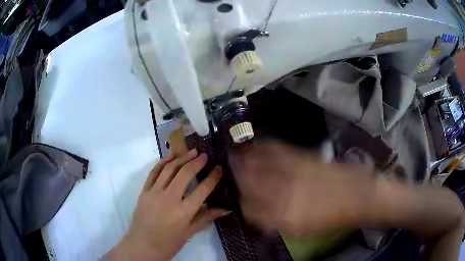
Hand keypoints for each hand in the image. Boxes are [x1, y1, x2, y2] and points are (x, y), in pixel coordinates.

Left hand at [108, 149, 228, 260]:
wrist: (142, 246)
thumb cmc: (169, 243)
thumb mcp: (189, 233)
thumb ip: (206, 217)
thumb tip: (226, 209)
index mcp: (184, 212)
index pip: (202, 190)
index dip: (213, 177)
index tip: (218, 168)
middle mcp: (169, 199)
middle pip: (185, 174)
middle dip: (197, 162)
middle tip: (205, 155)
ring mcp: (154, 193)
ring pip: (169, 169)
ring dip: (181, 158)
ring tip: (191, 152)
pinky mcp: (144, 191)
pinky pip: (153, 172)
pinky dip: (163, 162)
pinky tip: (170, 157)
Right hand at [229, 142, 380, 237]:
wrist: (355, 195)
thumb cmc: (332, 218)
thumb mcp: (304, 231)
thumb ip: (279, 224)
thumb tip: (262, 217)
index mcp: (281, 217)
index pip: (249, 210)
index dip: (243, 204)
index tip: (241, 200)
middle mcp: (282, 195)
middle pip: (249, 185)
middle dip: (237, 177)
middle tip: (231, 171)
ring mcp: (291, 174)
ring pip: (258, 166)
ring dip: (243, 160)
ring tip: (235, 155)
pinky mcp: (300, 159)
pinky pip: (275, 152)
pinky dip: (262, 148)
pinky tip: (256, 146)